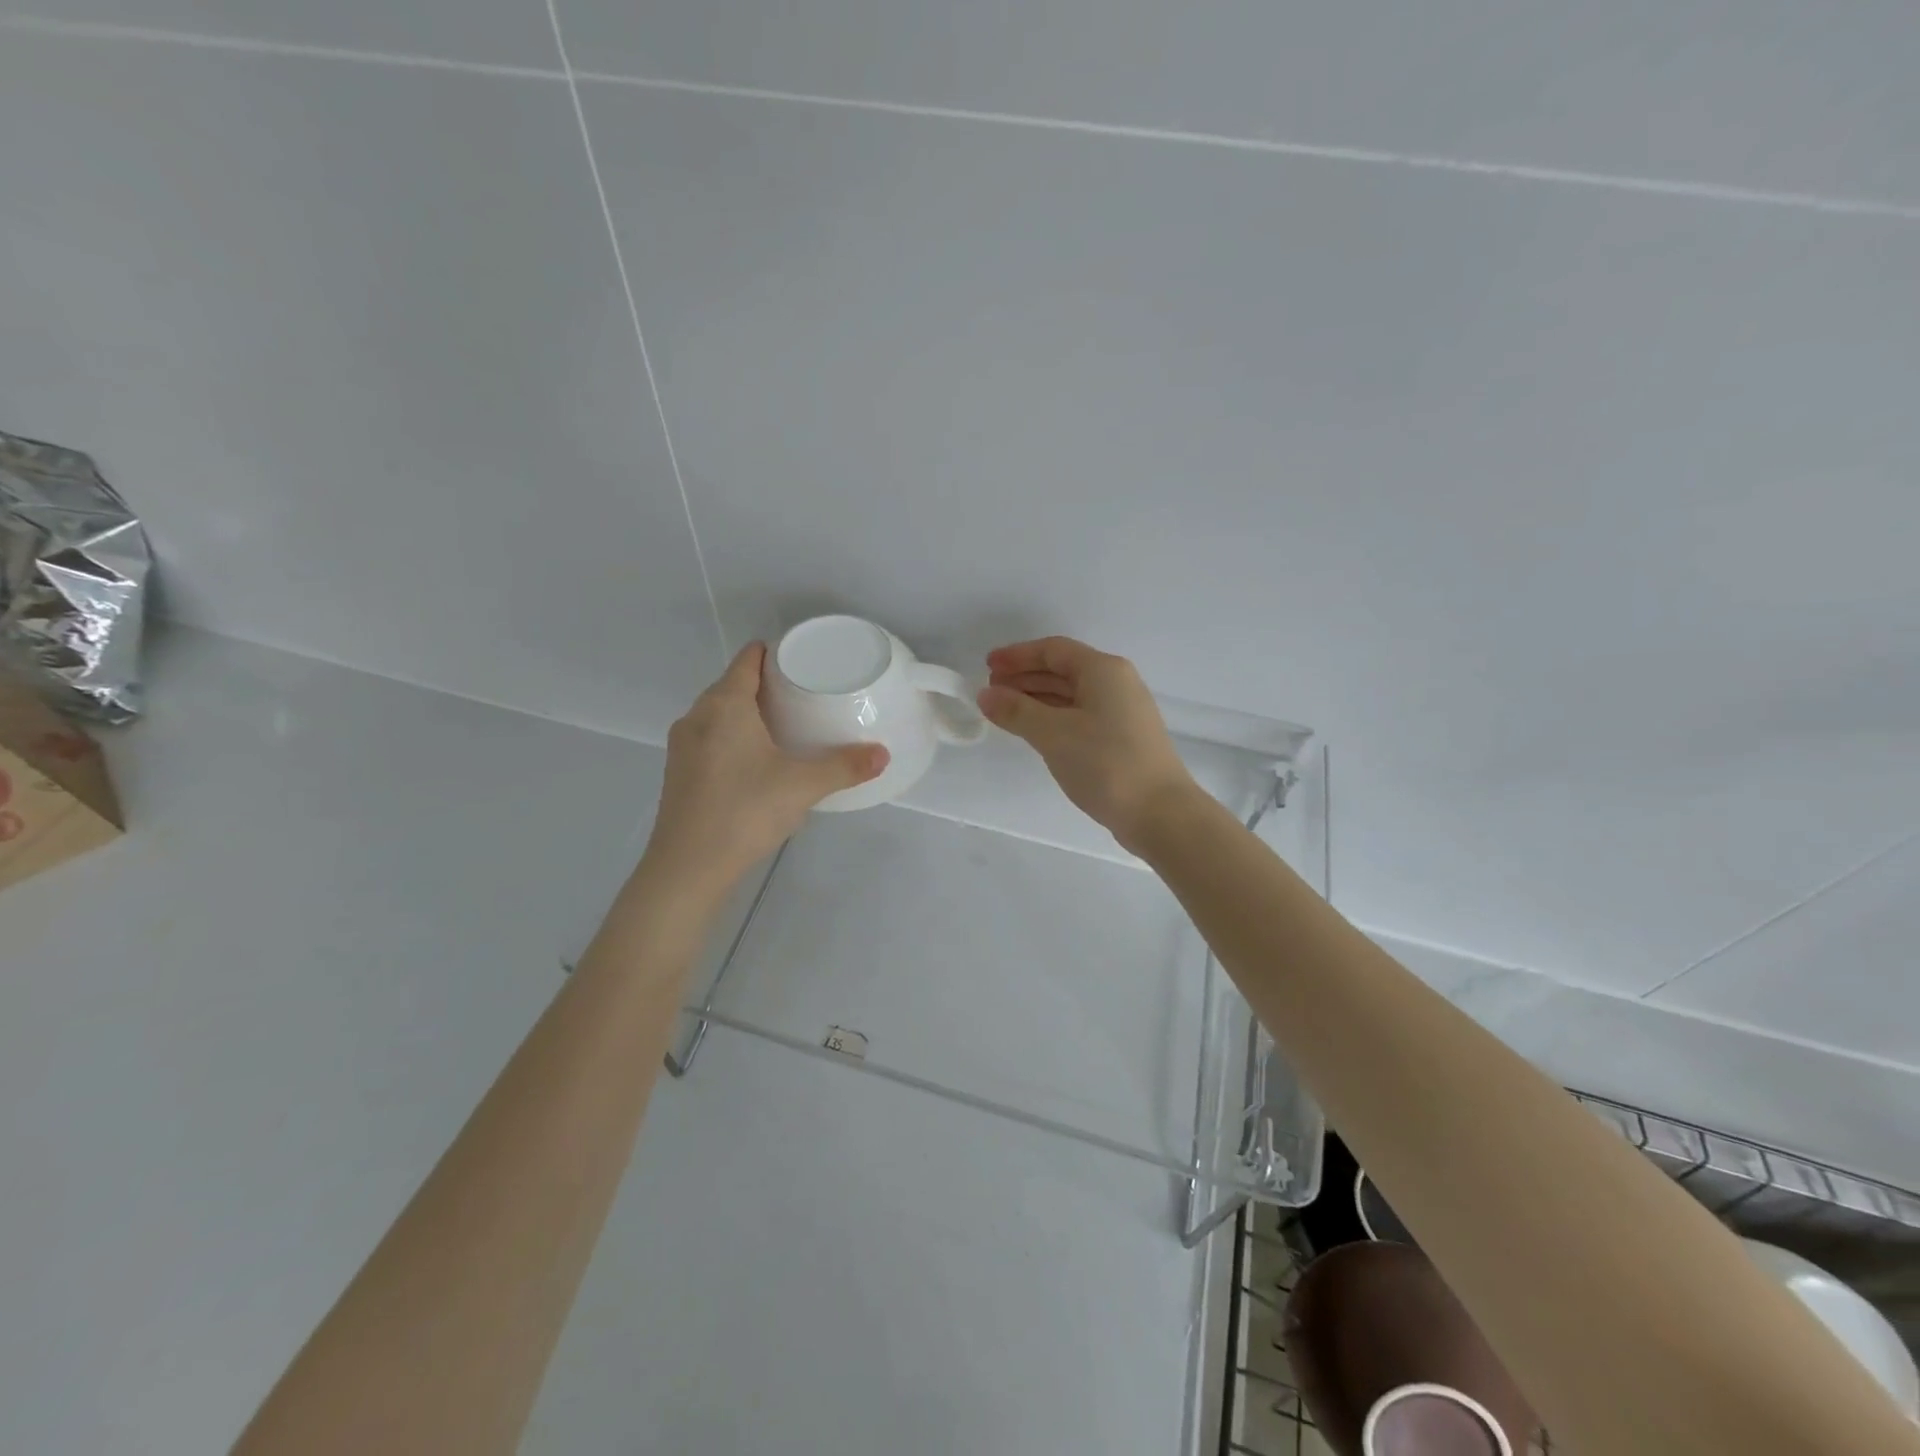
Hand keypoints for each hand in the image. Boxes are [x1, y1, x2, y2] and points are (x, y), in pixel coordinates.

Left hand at [642, 643, 888, 896]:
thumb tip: (883, 755)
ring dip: (748, 712)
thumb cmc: (745, 811)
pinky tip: (758, 760)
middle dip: (766, 684)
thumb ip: (844, 767)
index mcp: (724, 705)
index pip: (747, 659)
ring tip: (786, 726)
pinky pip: (710, 738)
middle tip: (805, 694)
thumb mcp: (803, 786)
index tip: (802, 659)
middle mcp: (697, 716)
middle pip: (732, 684)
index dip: (774, 653)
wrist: (688, 868)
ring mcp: (682, 746)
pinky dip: (733, 736)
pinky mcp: (678, 772)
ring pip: (719, 713)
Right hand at [977, 636, 1197, 850]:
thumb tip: (986, 694)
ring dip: (1036, 698)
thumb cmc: (1106, 763)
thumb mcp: (1054, 734)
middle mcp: (1116, 683)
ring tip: (1004, 711)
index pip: (1053, 650)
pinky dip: (1053, 716)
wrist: (1160, 813)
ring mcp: (1122, 712)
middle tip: (990, 691)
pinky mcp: (1122, 738)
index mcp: (1103, 670)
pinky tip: (1034, 731)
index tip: (987, 666)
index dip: (1017, 655)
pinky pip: (1079, 715)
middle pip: (1063, 669)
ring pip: (1071, 694)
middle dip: (1024, 677)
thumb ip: (1016, 711)